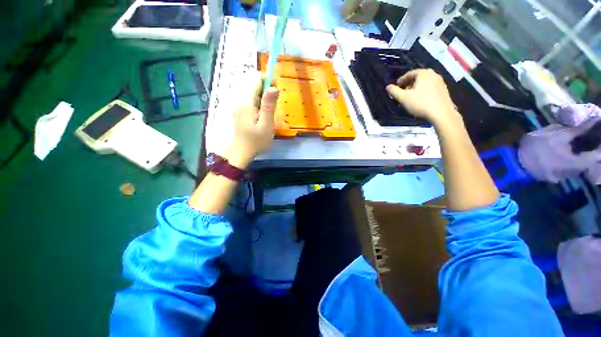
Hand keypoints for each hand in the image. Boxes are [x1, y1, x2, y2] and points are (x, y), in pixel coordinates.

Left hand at [226, 74, 279, 167]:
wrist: (241, 153)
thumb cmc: (256, 141)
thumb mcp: (266, 125)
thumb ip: (269, 105)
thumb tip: (274, 87)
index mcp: (246, 102)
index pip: (256, 78)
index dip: (268, 81)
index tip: (277, 93)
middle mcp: (240, 100)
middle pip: (254, 85)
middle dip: (266, 92)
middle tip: (273, 108)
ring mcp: (238, 105)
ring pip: (253, 93)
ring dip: (264, 99)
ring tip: (268, 115)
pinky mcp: (240, 111)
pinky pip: (250, 101)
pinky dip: (259, 104)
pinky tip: (262, 117)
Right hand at [386, 69, 459, 124]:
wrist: (441, 113)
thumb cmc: (420, 103)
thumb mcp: (403, 98)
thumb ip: (394, 91)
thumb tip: (388, 86)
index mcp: (424, 74)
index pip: (410, 73)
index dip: (401, 80)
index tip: (396, 86)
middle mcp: (433, 74)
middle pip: (418, 77)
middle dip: (409, 84)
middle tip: (403, 92)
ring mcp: (440, 82)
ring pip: (425, 83)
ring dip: (416, 88)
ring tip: (410, 97)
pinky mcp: (444, 90)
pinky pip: (430, 88)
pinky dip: (423, 91)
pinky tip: (420, 100)